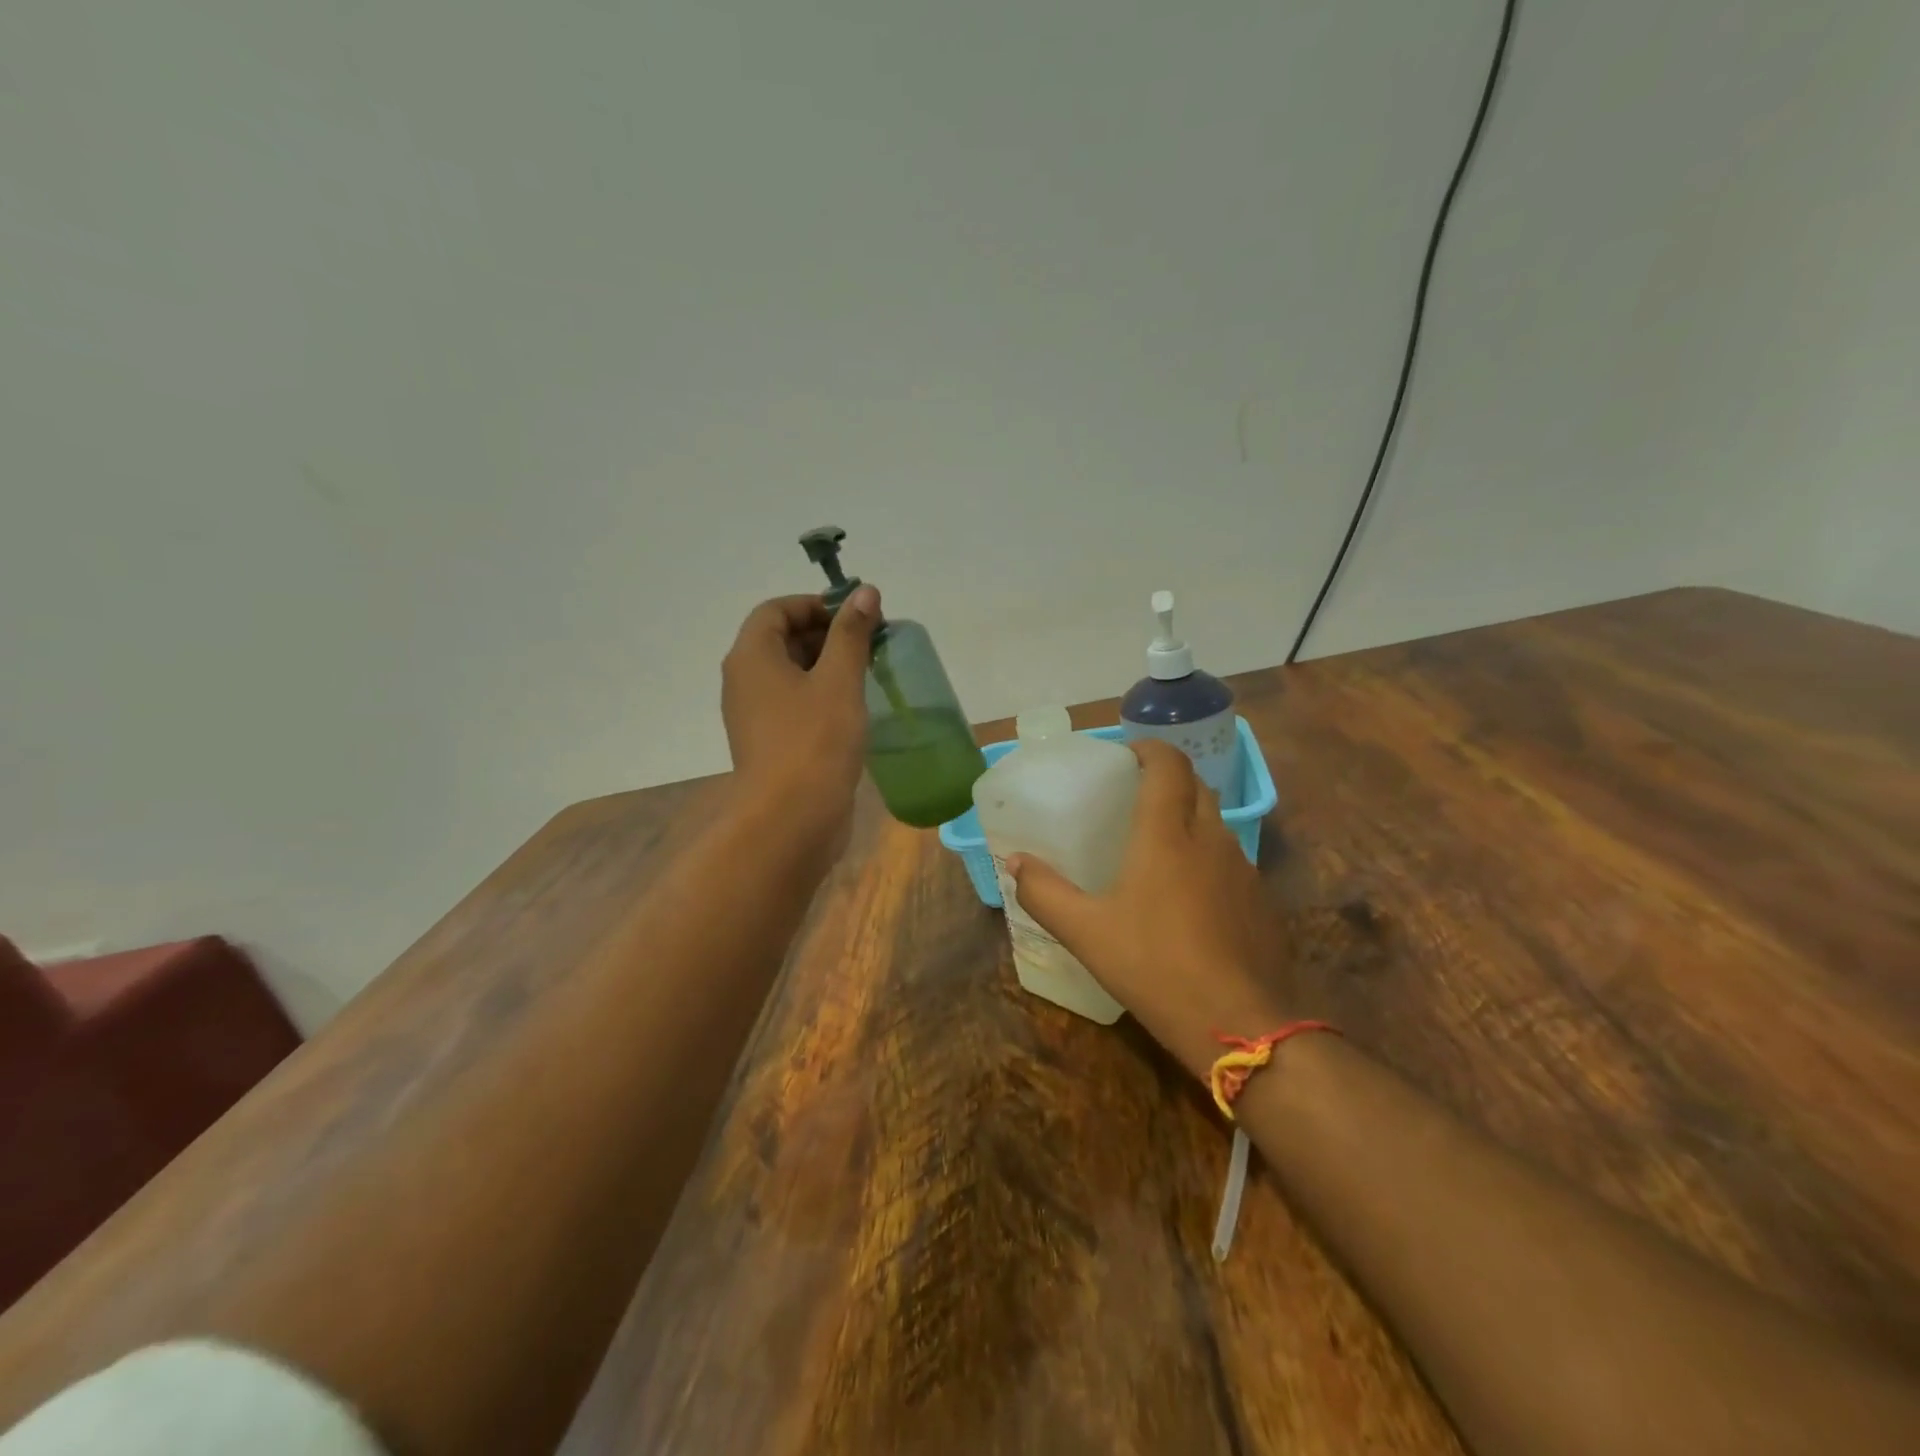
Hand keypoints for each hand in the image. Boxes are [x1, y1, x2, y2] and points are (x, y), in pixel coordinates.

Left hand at [721, 586, 879, 837]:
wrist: (791, 820)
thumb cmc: (815, 741)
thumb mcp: (839, 680)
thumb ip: (852, 634)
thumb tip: (865, 592)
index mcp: (752, 657)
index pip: (776, 610)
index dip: (815, 605)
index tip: (856, 617)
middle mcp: (745, 681)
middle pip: (781, 640)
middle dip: (826, 634)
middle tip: (870, 643)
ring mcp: (755, 716)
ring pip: (790, 675)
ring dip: (827, 667)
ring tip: (868, 673)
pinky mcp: (771, 743)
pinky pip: (794, 704)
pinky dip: (822, 696)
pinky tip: (854, 708)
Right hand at [1006, 739, 1290, 1078]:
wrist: (1240, 1025)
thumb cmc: (1155, 967)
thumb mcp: (1086, 933)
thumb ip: (1045, 893)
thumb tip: (1015, 862)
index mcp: (1167, 834)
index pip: (1168, 764)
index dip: (1148, 749)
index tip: (1124, 758)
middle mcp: (1210, 838)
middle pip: (1196, 786)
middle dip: (1168, 780)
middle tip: (1133, 799)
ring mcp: (1243, 869)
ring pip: (1216, 823)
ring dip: (1189, 819)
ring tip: (1156, 847)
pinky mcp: (1261, 901)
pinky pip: (1231, 860)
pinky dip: (1207, 858)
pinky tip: (1188, 897)